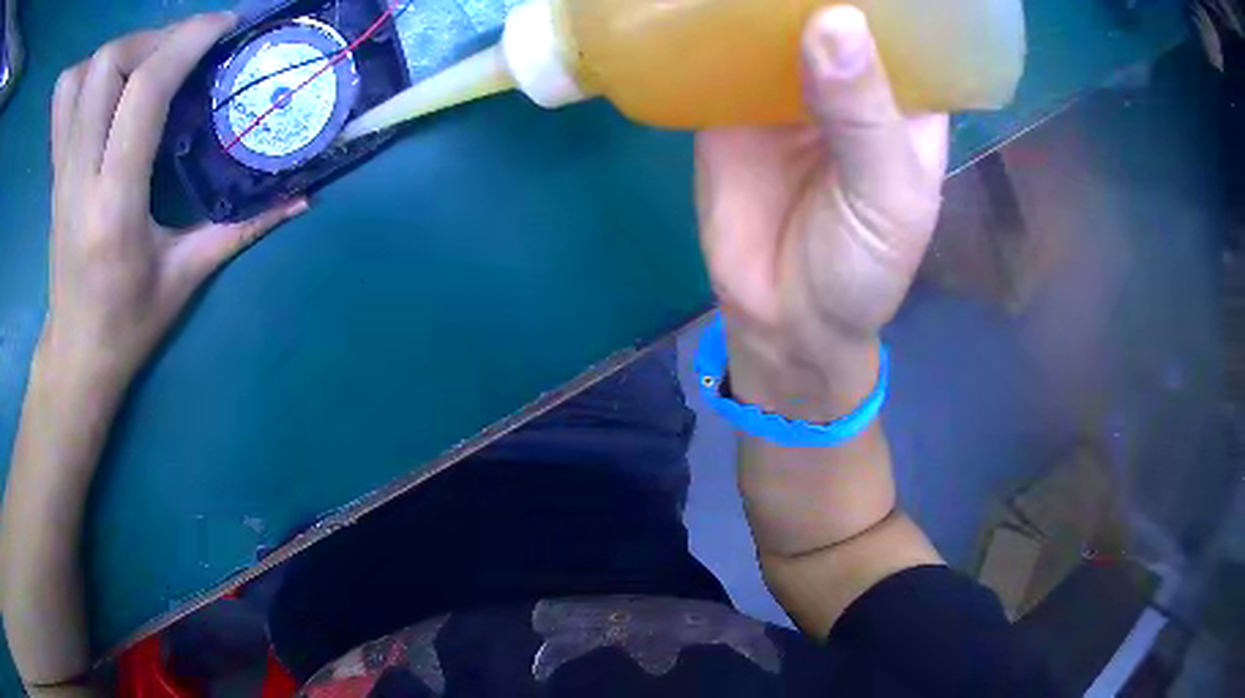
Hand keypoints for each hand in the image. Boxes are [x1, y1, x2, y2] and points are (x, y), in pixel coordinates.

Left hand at [42, 13, 306, 391]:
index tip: (223, 27)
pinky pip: (63, 101)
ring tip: (150, 61)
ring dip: (124, 49)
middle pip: (109, 64)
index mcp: (114, 205)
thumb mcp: (186, 278)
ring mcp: (61, 170)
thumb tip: (302, 195)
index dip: (187, 40)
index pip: (144, 90)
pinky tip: (105, 78)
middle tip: (185, 50)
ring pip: (86, 74)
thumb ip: (241, 227)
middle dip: (154, 38)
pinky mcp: (55, 169)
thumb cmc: (127, 326)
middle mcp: (80, 176)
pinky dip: (84, 71)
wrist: (75, 355)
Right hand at [695, 5, 946, 417]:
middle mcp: (850, 80)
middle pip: (836, 12)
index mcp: (905, 98)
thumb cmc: (860, 268)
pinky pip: (722, 53)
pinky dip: (709, 24)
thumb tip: (832, 18)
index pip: (904, 25)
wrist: (781, 318)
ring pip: (776, 22)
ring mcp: (787, 85)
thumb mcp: (884, 196)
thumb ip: (862, 114)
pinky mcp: (731, 101)